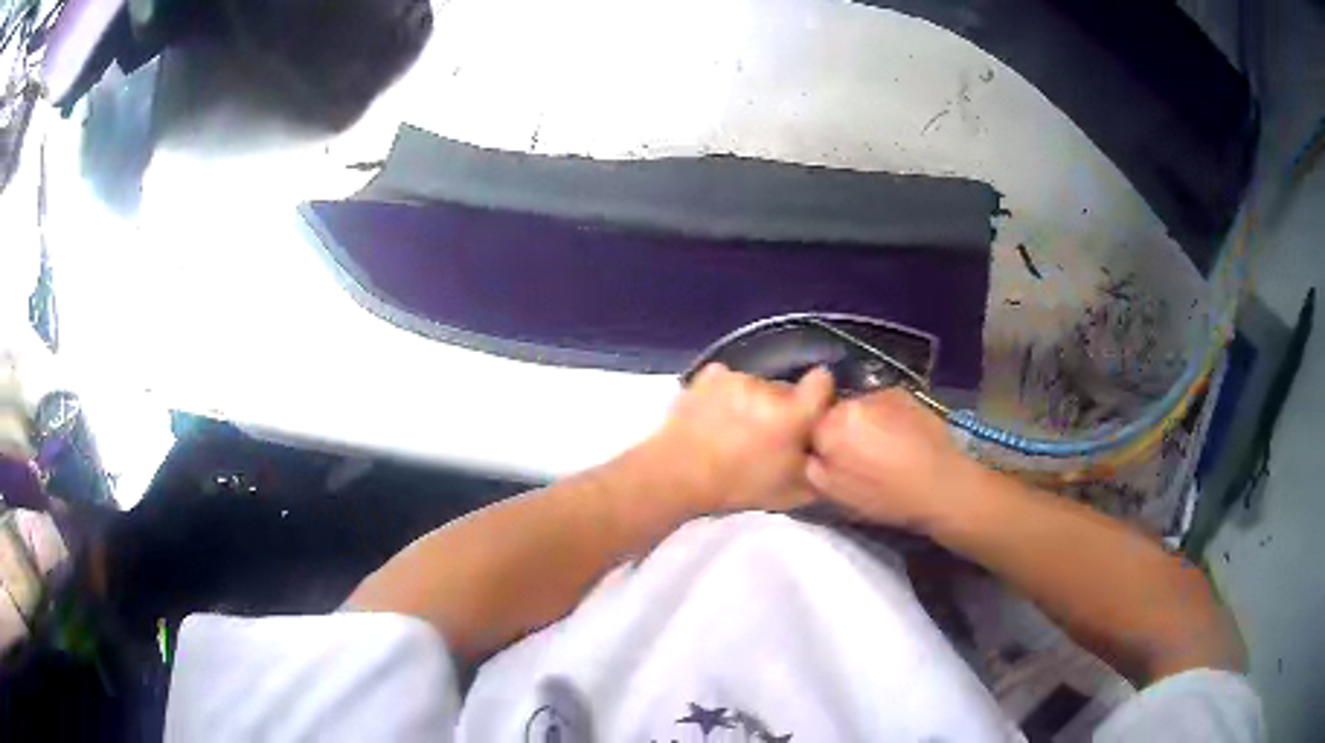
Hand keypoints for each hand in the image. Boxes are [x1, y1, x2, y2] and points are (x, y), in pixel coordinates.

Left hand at [641, 363, 833, 512]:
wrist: (678, 474)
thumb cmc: (737, 486)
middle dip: (782, 408)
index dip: (820, 394)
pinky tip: (715, 414)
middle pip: (786, 389)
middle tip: (766, 435)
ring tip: (734, 428)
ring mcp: (736, 378)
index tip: (811, 411)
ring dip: (752, 402)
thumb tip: (828, 461)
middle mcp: (769, 388)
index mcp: (793, 414)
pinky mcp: (709, 375)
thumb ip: (817, 474)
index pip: (822, 382)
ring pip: (756, 386)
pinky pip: (727, 380)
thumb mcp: (789, 493)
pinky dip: (725, 393)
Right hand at [806, 388, 975, 530]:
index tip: (831, 460)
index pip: (808, 426)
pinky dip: (887, 416)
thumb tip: (808, 452)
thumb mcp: (836, 495)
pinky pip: (883, 403)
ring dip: (865, 422)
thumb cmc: (886, 498)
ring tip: (884, 447)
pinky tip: (901, 437)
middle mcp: (853, 402)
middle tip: (858, 455)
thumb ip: (812, 467)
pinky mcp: (904, 393)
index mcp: (830, 427)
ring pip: (860, 407)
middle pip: (835, 412)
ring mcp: (881, 394)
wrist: (942, 486)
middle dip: (842, 429)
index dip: (819, 444)